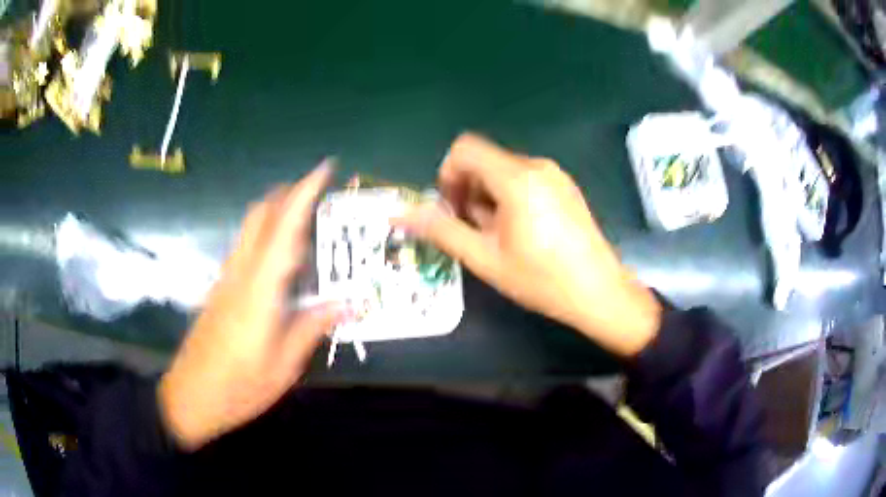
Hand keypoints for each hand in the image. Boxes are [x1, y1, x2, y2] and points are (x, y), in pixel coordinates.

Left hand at [158, 164, 345, 450]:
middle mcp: (241, 272)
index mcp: (260, 288)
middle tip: (321, 195)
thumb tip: (348, 304)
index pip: (285, 226)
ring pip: (251, 227)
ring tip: (308, 224)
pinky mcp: (220, 288)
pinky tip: (282, 262)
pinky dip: (266, 235)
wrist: (191, 394)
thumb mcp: (284, 364)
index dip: (305, 192)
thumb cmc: (239, 384)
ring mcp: (227, 278)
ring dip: (276, 212)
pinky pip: (246, 246)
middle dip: (289, 194)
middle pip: (261, 214)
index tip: (326, 167)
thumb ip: (312, 327)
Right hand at [396, 134, 660, 356]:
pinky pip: (524, 179)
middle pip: (484, 160)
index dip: (447, 175)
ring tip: (496, 236)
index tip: (451, 209)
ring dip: (487, 197)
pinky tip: (519, 232)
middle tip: (472, 230)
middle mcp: (537, 166)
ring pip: (503, 171)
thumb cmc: (541, 279)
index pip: (465, 149)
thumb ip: (441, 230)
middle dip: (467, 190)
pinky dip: (509, 197)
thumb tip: (401, 213)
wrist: (599, 292)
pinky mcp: (565, 186)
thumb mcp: (485, 258)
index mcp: (516, 178)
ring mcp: (555, 175)